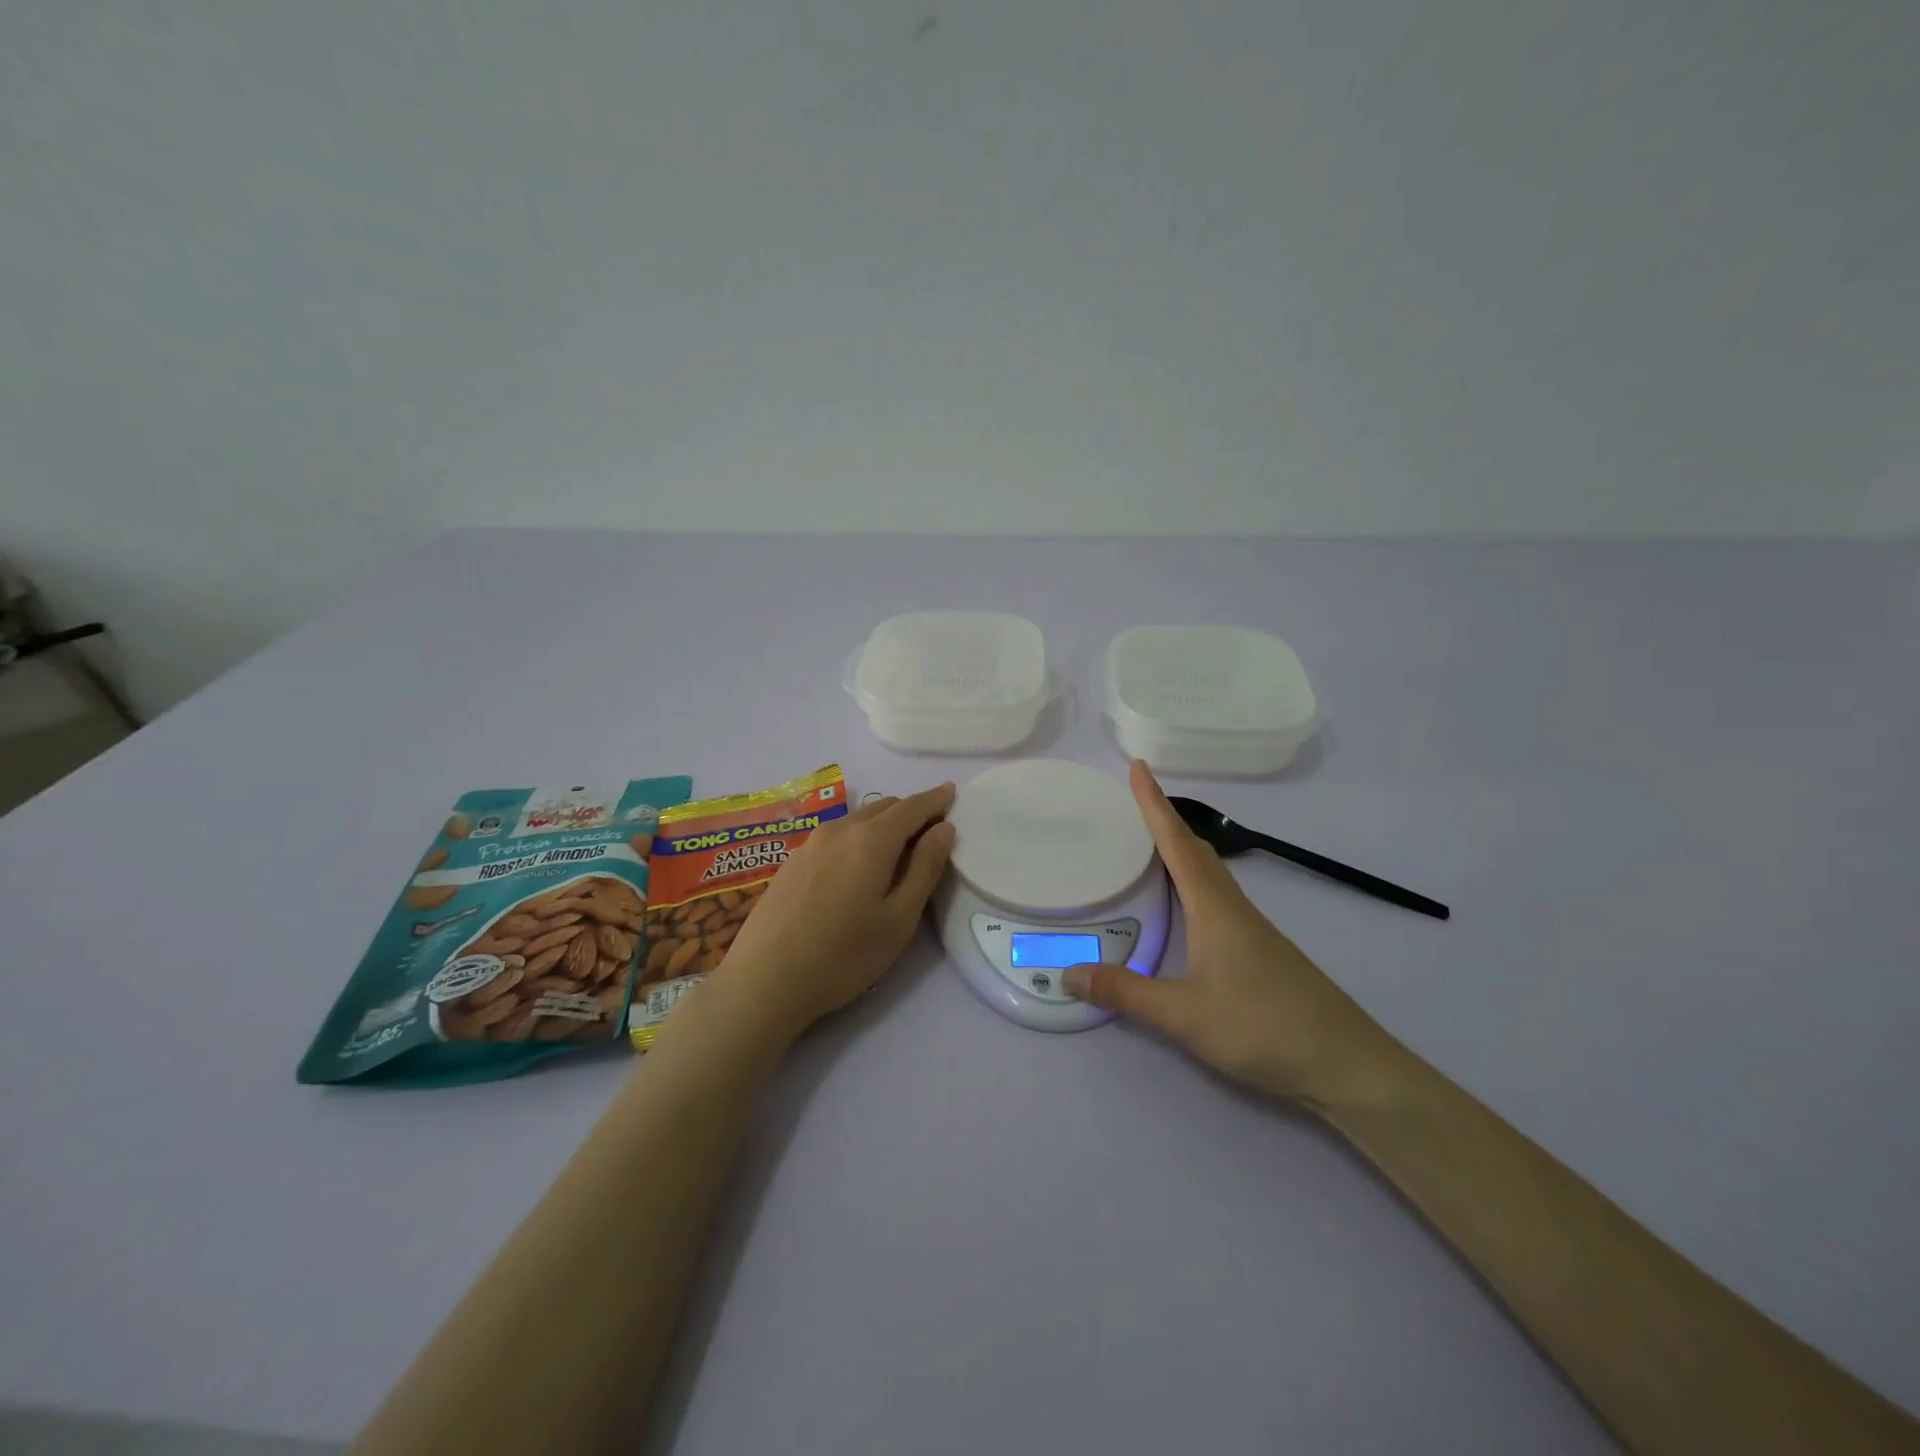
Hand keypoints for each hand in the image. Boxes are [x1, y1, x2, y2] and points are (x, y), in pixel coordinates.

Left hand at [706, 783, 956, 1044]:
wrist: (764, 981)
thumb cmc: (844, 956)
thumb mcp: (899, 919)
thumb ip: (925, 868)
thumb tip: (943, 828)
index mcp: (872, 840)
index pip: (912, 807)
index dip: (935, 799)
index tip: (951, 792)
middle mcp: (840, 830)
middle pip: (884, 807)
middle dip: (911, 811)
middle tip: (931, 829)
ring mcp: (811, 843)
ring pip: (857, 819)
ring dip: (883, 823)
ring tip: (898, 846)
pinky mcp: (792, 861)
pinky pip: (836, 834)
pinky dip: (858, 836)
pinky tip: (857, 863)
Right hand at [1064, 762, 1396, 1105]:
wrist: (1346, 1063)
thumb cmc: (1262, 1027)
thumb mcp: (1183, 1014)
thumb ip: (1125, 993)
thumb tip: (1068, 973)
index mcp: (1213, 907)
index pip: (1176, 843)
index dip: (1154, 803)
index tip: (1137, 766)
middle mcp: (1233, 907)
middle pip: (1195, 850)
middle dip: (1165, 821)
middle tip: (1134, 803)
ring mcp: (1252, 929)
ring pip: (1211, 873)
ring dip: (1181, 849)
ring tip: (1152, 845)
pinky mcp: (1261, 950)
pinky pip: (1219, 897)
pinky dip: (1194, 881)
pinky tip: (1188, 906)